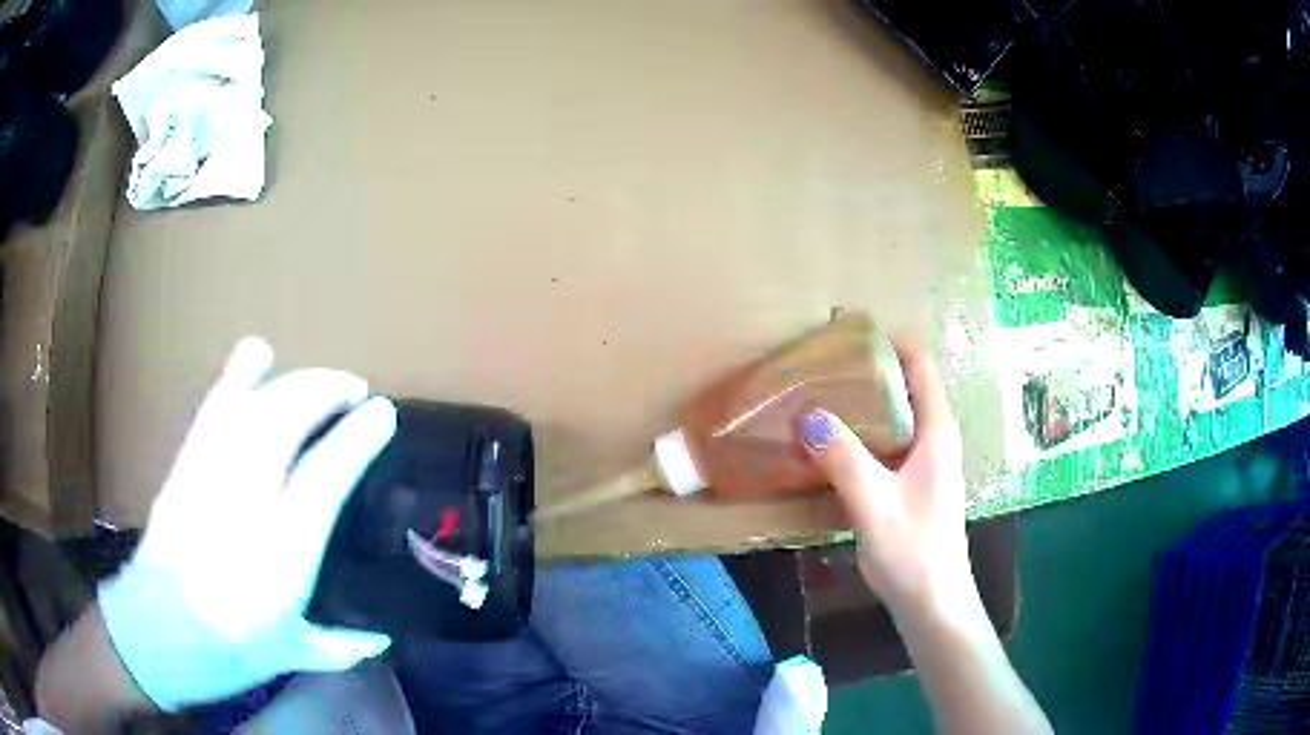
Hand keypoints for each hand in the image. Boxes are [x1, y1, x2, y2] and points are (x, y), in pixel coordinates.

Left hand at [97, 338, 397, 710]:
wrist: (151, 634)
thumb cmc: (225, 654)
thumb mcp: (288, 656)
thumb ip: (338, 645)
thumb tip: (381, 637)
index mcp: (280, 556)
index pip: (323, 478)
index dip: (356, 439)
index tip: (382, 415)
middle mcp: (244, 503)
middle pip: (285, 422)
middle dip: (325, 392)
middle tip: (356, 391)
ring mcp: (208, 476)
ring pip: (252, 407)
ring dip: (292, 381)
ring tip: (321, 380)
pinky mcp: (184, 464)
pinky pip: (214, 408)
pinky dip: (237, 375)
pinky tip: (258, 353)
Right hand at [799, 342, 971, 614]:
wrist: (931, 601)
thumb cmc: (914, 550)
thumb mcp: (874, 502)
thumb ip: (843, 458)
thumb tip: (806, 413)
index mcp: (936, 431)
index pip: (919, 365)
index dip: (888, 342)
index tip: (846, 334)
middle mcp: (933, 438)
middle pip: (902, 386)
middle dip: (865, 371)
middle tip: (818, 368)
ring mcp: (922, 462)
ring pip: (891, 416)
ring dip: (858, 405)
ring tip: (815, 398)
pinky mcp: (908, 484)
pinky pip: (882, 444)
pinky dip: (857, 435)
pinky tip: (826, 445)